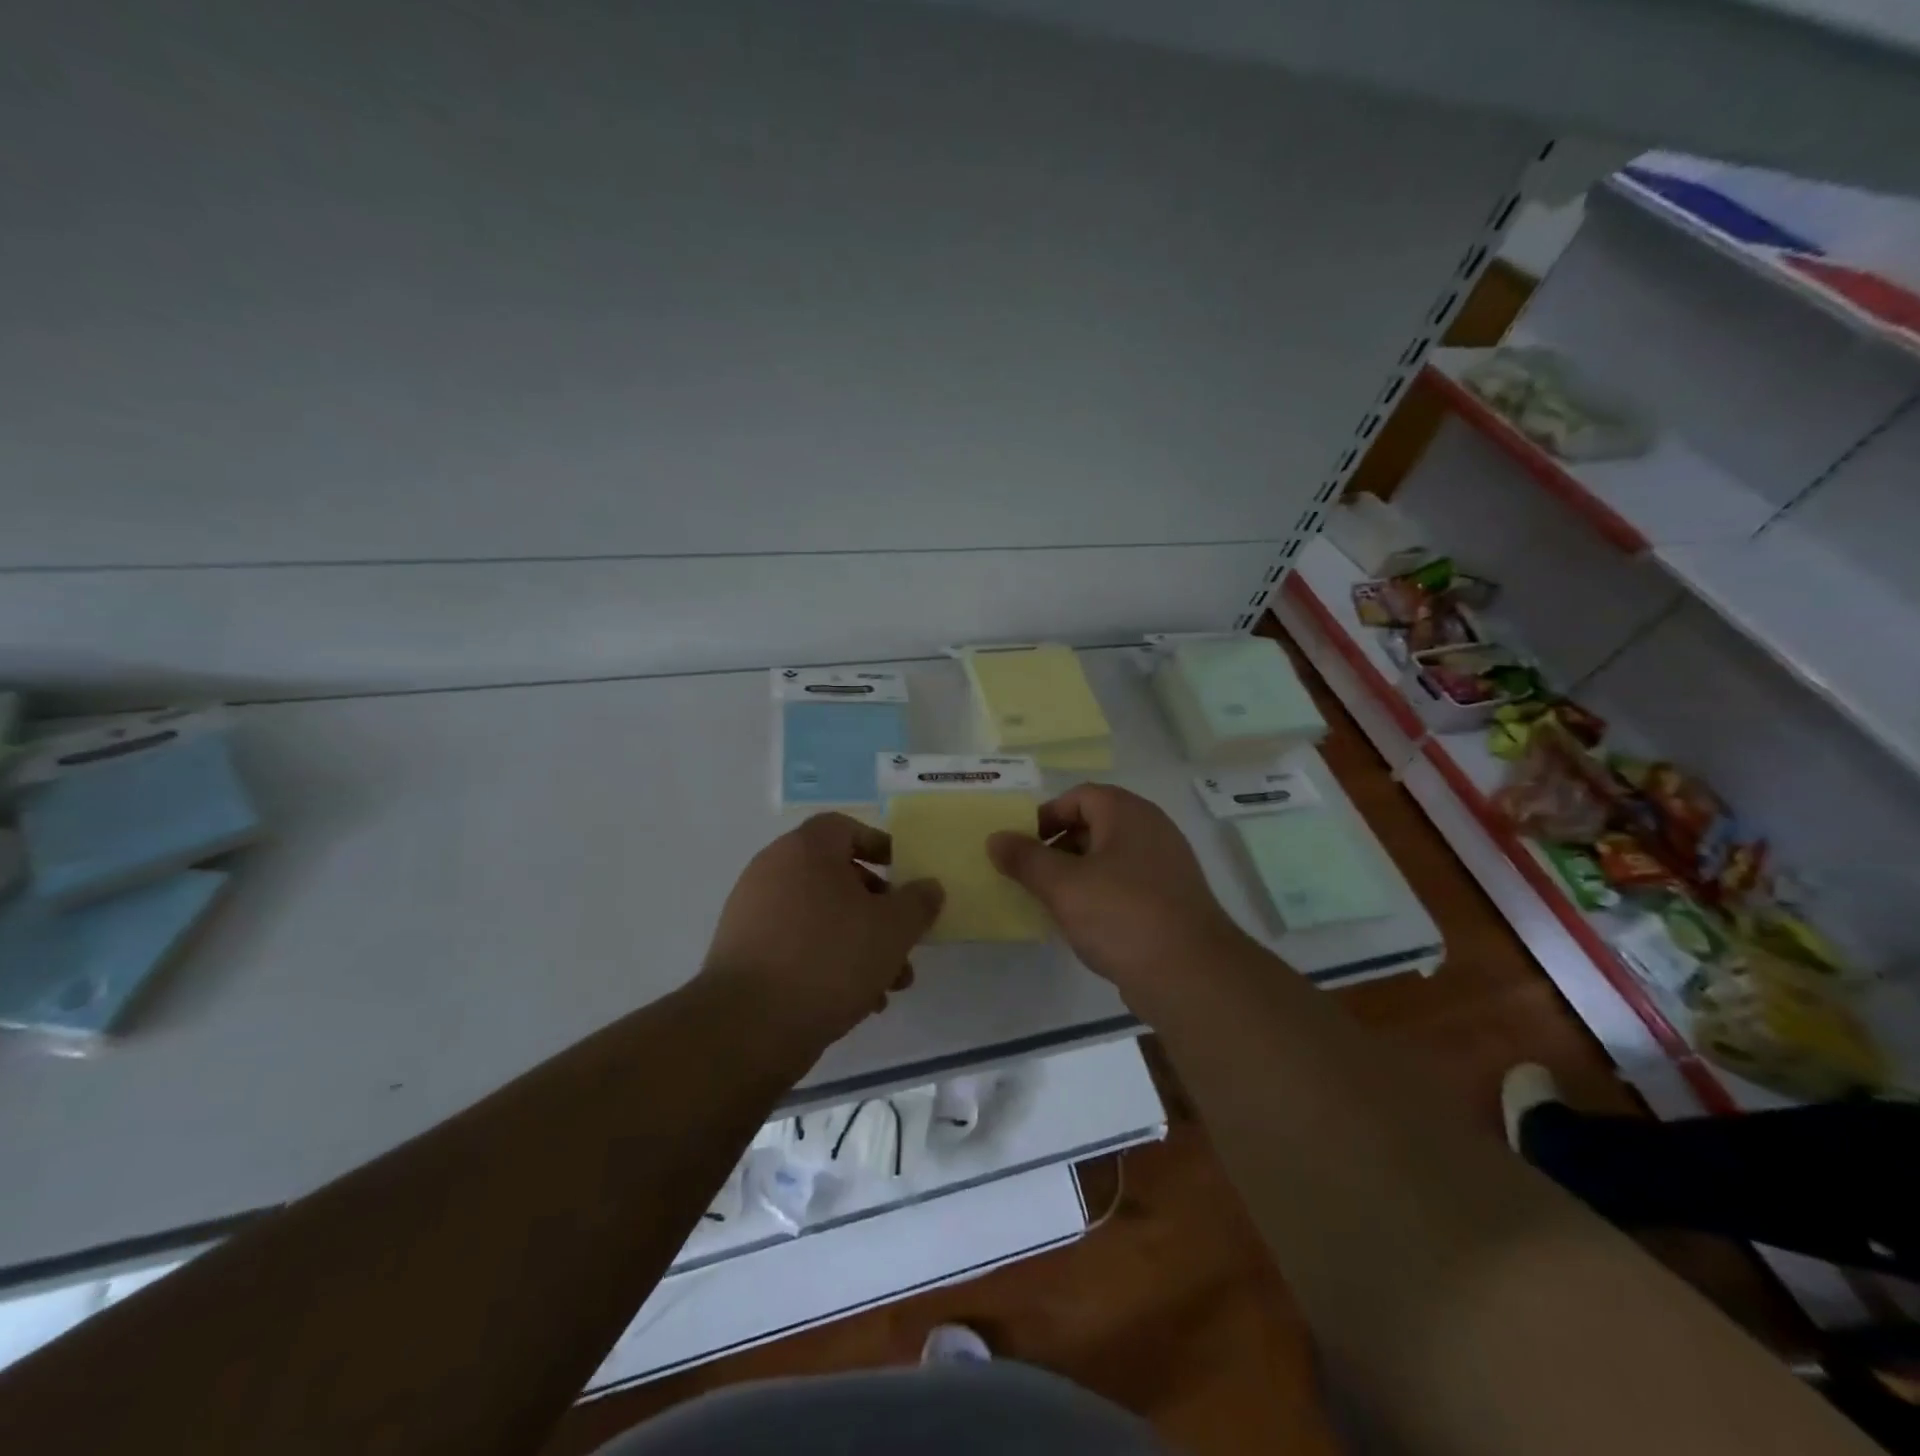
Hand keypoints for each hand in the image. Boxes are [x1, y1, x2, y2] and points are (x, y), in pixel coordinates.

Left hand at [701, 813, 943, 1044]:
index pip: (845, 828)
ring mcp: (753, 913)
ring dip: (859, 943)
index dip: (879, 846)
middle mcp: (773, 871)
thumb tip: (928, 887)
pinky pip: (797, 945)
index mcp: (805, 850)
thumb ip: (918, 902)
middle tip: (903, 939)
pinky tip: (858, 1002)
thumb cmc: (829, 958)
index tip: (904, 874)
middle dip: (878, 909)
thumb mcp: (893, 929)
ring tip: (890, 984)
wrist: (748, 1026)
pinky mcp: (744, 953)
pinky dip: (828, 962)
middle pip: (836, 877)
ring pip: (821, 917)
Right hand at [988, 784, 1252, 1011]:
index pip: (1079, 796)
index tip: (1023, 846)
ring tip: (1052, 900)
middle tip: (1032, 874)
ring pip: (1110, 857)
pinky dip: (1101, 894)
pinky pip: (1127, 884)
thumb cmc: (1121, 915)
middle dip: (1059, 846)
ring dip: (1078, 873)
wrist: (1191, 974)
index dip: (1046, 816)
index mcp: (1128, 814)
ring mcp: (1167, 866)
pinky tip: (1084, 923)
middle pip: (1095, 824)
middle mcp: (1152, 830)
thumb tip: (995, 838)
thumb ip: (1025, 859)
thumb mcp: (1062, 885)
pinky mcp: (1172, 900)